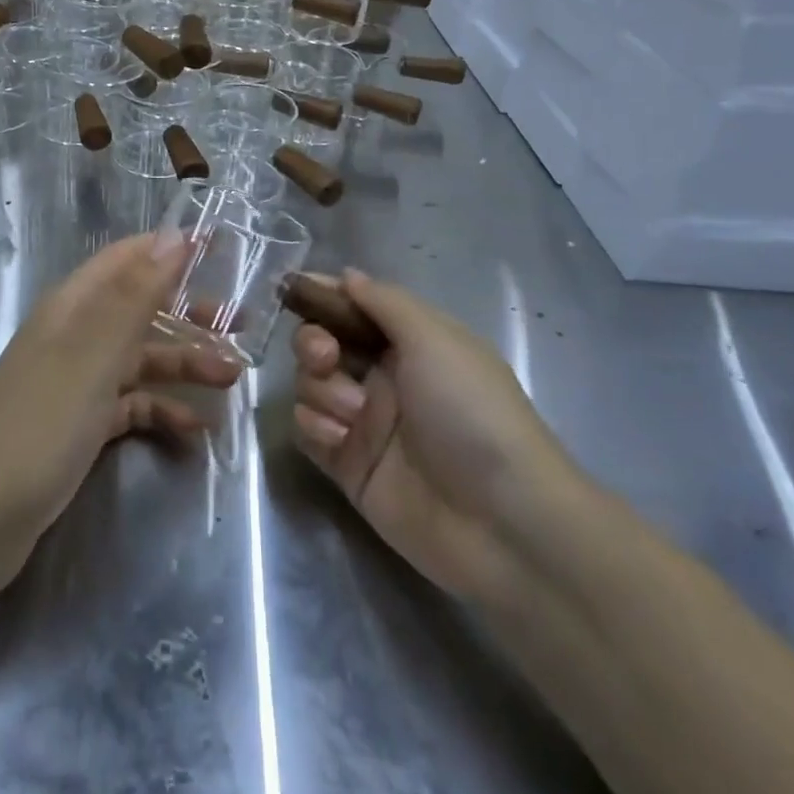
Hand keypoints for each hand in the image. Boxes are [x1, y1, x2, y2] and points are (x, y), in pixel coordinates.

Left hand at [0, 234, 243, 543]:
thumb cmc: (40, 422)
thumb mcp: (94, 353)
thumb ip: (136, 294)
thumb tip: (173, 235)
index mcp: (75, 305)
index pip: (128, 258)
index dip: (169, 248)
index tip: (219, 247)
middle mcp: (78, 335)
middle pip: (142, 309)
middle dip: (190, 313)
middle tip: (240, 325)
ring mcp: (78, 382)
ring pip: (141, 359)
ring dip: (185, 365)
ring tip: (232, 380)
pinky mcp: (81, 425)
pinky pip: (132, 406)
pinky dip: (163, 411)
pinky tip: (195, 430)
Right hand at [291, 270, 588, 609]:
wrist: (499, 519)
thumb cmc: (471, 410)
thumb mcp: (435, 338)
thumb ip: (384, 301)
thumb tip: (347, 275)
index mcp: (409, 342)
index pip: (355, 306)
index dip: (324, 295)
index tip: (294, 288)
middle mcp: (384, 376)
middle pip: (322, 342)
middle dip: (313, 343)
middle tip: (326, 357)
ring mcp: (365, 422)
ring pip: (310, 384)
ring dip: (321, 390)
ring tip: (355, 414)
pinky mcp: (348, 465)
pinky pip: (308, 429)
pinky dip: (316, 426)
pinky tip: (340, 440)